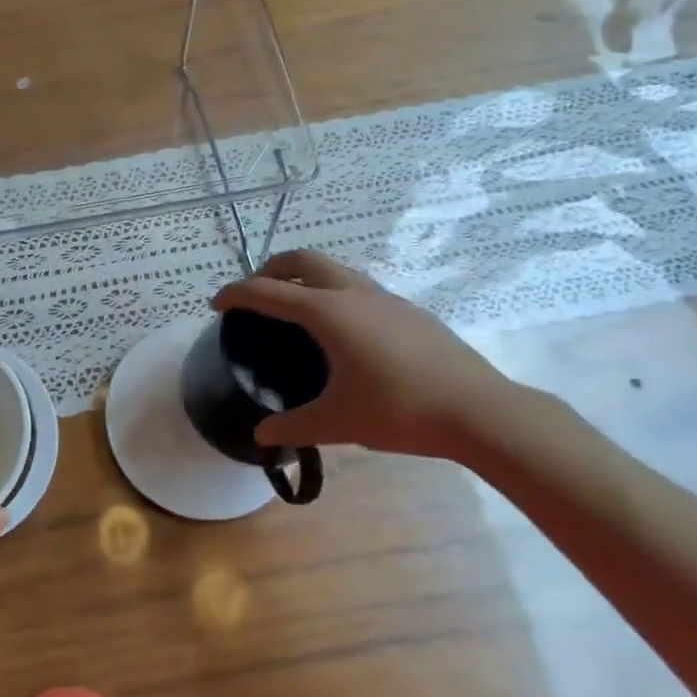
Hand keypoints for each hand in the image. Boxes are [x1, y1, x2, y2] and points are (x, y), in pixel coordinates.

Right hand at [211, 249, 517, 463]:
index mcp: (329, 312)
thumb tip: (262, 436)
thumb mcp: (338, 422)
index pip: (269, 291)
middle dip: (271, 267)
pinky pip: (358, 286)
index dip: (237, 294)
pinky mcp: (408, 310)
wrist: (479, 410)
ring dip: (306, 276)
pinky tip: (343, 330)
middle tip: (256, 292)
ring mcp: (385, 297)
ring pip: (335, 269)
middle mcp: (354, 293)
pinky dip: (333, 292)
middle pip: (303, 260)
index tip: (216, 303)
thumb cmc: (400, 410)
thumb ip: (293, 426)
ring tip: (295, 307)